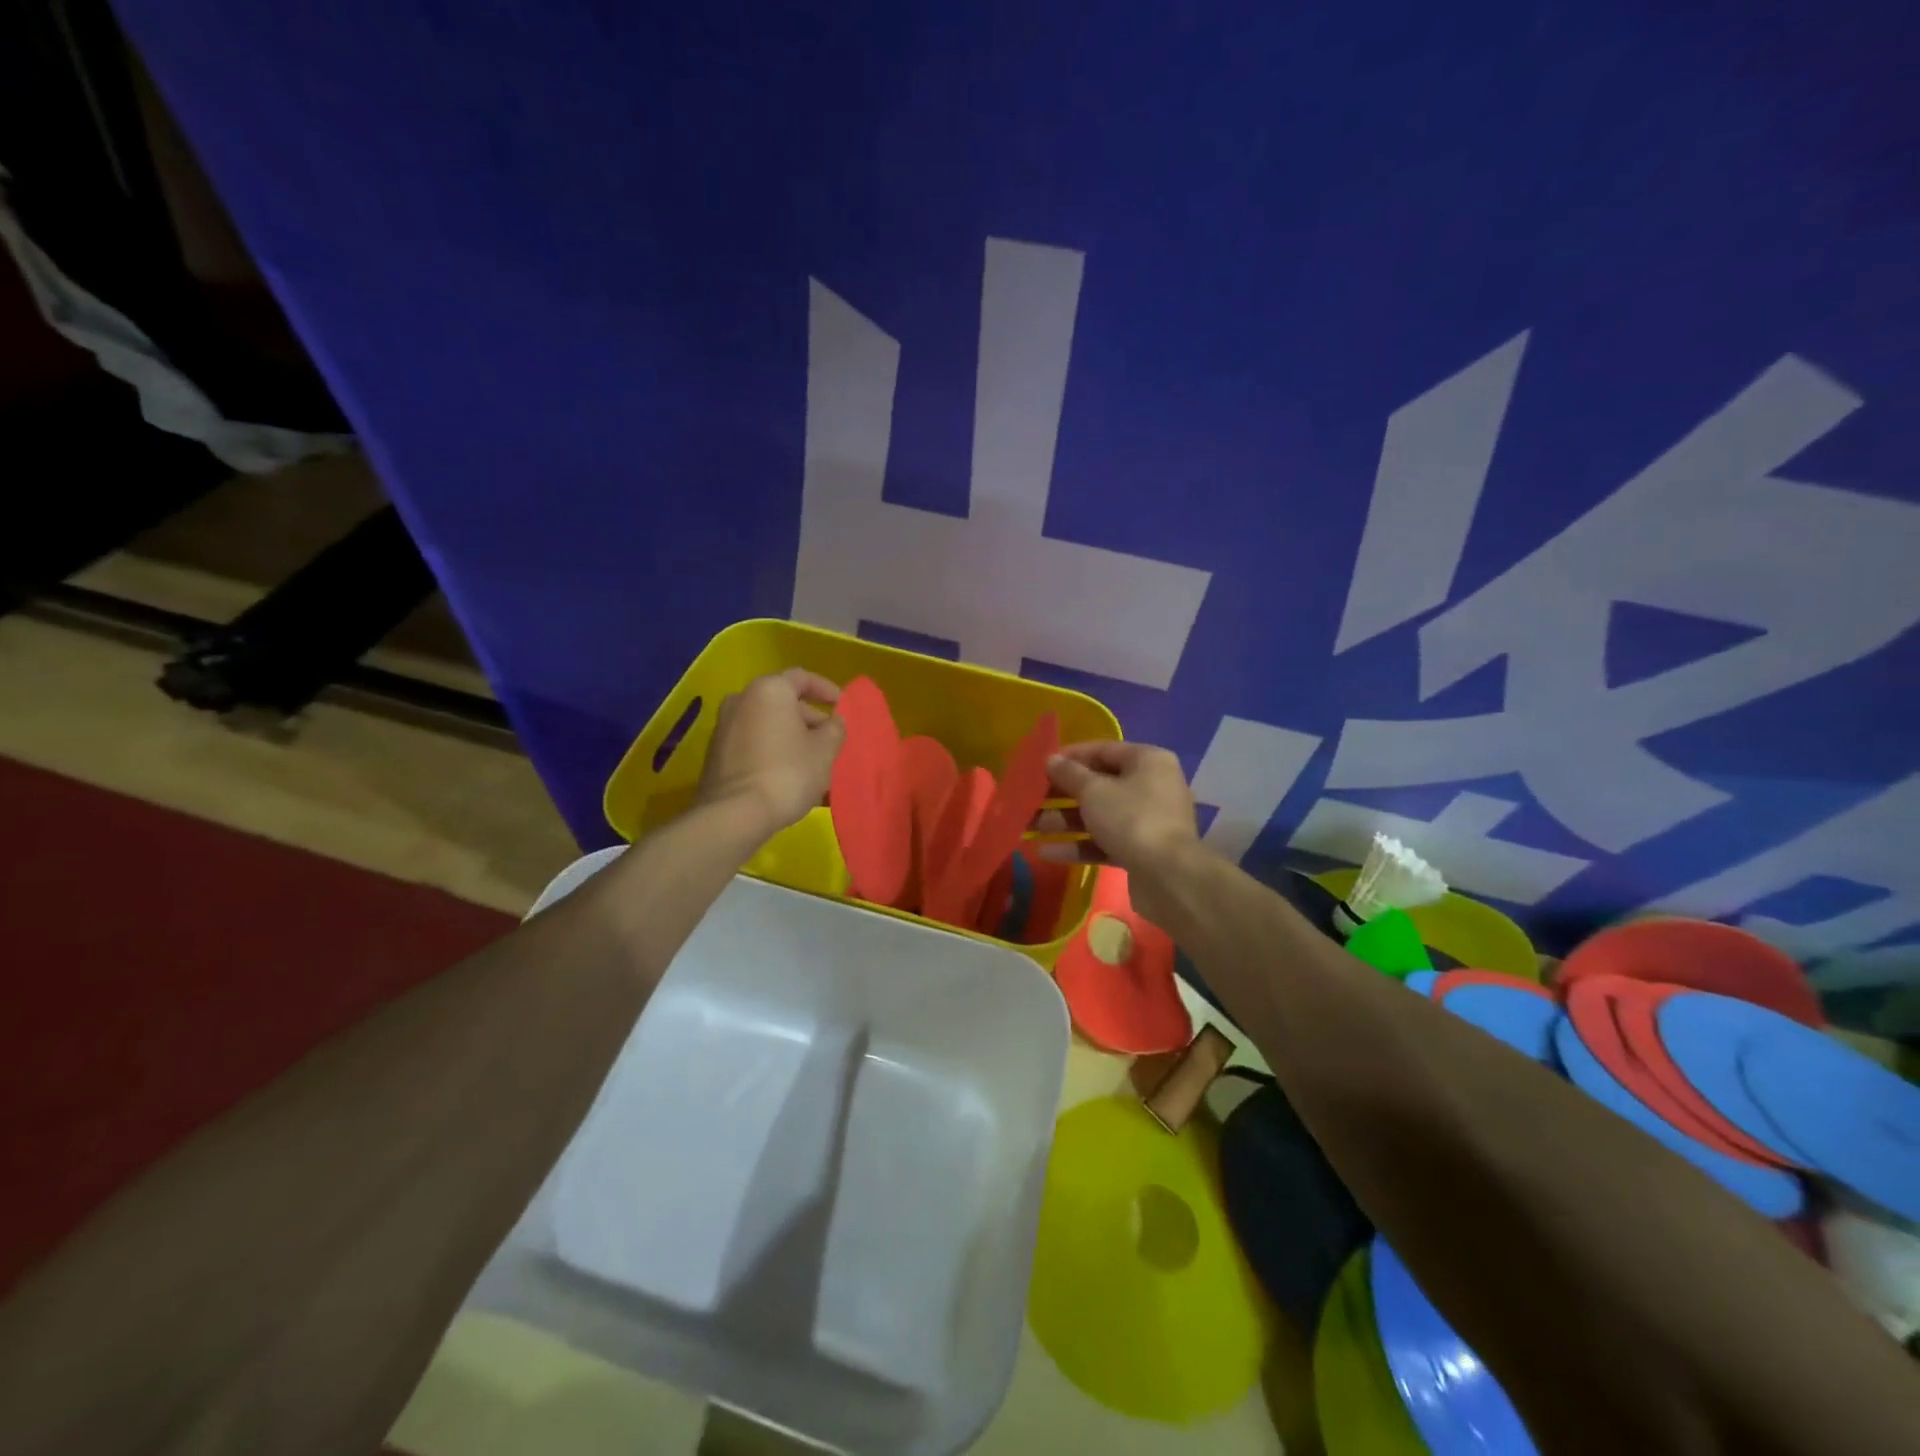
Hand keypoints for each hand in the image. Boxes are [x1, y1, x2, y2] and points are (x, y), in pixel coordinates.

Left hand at [696, 669, 844, 836]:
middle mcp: (742, 699)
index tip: (842, 706)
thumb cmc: (787, 773)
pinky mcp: (717, 753)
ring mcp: (724, 726)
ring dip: (792, 738)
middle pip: (783, 702)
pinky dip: (773, 751)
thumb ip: (835, 729)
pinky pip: (754, 743)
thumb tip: (833, 721)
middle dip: (810, 719)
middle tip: (830, 740)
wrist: (734, 814)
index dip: (826, 689)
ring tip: (813, 762)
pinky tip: (790, 775)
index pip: (802, 678)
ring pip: (768, 724)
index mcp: (769, 690)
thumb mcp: (825, 750)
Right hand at [1039, 743, 1199, 921]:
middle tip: (1031, 798)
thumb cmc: (1131, 819)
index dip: (1070, 756)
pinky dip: (1080, 844)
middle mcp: (1152, 786)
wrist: (1169, 877)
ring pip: (1100, 814)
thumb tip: (1051, 760)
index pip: (1103, 750)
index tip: (1041, 766)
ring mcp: (1148, 820)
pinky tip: (1047, 852)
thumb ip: (1069, 773)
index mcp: (1148, 761)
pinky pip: (1106, 841)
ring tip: (1031, 826)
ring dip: (1065, 820)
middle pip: (1100, 784)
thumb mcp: (1093, 791)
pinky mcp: (1142, 851)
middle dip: (1062, 794)